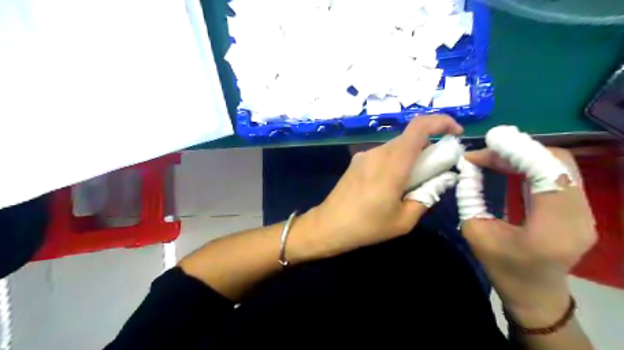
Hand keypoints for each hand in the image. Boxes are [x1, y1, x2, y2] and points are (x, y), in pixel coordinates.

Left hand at [288, 114, 462, 262]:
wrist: (329, 225)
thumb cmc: (368, 226)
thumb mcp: (404, 220)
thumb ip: (427, 196)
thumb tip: (441, 179)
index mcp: (393, 164)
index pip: (419, 127)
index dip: (441, 122)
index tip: (455, 133)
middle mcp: (379, 152)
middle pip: (410, 139)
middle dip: (428, 149)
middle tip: (434, 172)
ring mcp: (365, 155)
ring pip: (396, 147)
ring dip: (410, 157)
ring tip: (410, 184)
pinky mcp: (357, 161)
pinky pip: (383, 155)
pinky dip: (395, 162)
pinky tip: (389, 185)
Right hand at [463, 148, 593, 324]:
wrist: (534, 293)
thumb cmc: (502, 267)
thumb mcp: (475, 231)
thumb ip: (470, 195)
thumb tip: (467, 165)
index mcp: (553, 226)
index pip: (548, 172)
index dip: (517, 151)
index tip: (486, 142)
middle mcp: (579, 215)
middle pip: (558, 162)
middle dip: (518, 150)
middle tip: (484, 152)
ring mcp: (585, 211)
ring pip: (560, 165)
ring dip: (524, 155)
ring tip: (492, 156)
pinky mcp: (579, 208)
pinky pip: (558, 174)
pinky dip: (532, 164)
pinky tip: (509, 165)